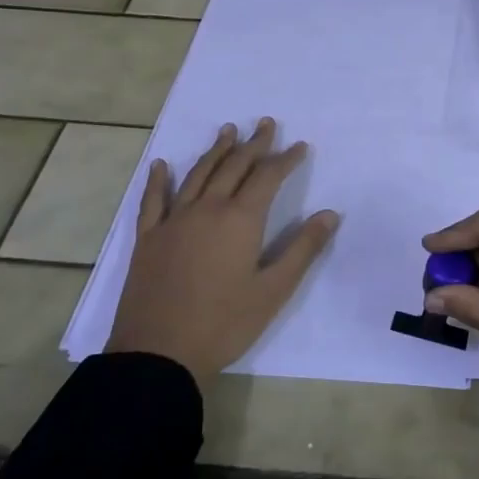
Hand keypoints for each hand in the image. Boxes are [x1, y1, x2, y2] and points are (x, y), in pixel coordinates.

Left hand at [106, 119, 338, 389]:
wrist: (158, 354)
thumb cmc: (224, 323)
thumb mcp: (274, 290)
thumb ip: (303, 248)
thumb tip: (330, 213)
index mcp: (240, 220)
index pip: (268, 177)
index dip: (286, 159)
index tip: (300, 146)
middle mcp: (207, 209)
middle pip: (234, 167)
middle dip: (253, 144)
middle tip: (266, 124)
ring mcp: (173, 221)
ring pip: (198, 175)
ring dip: (215, 151)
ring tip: (228, 130)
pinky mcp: (148, 239)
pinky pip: (153, 200)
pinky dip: (159, 180)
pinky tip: (162, 164)